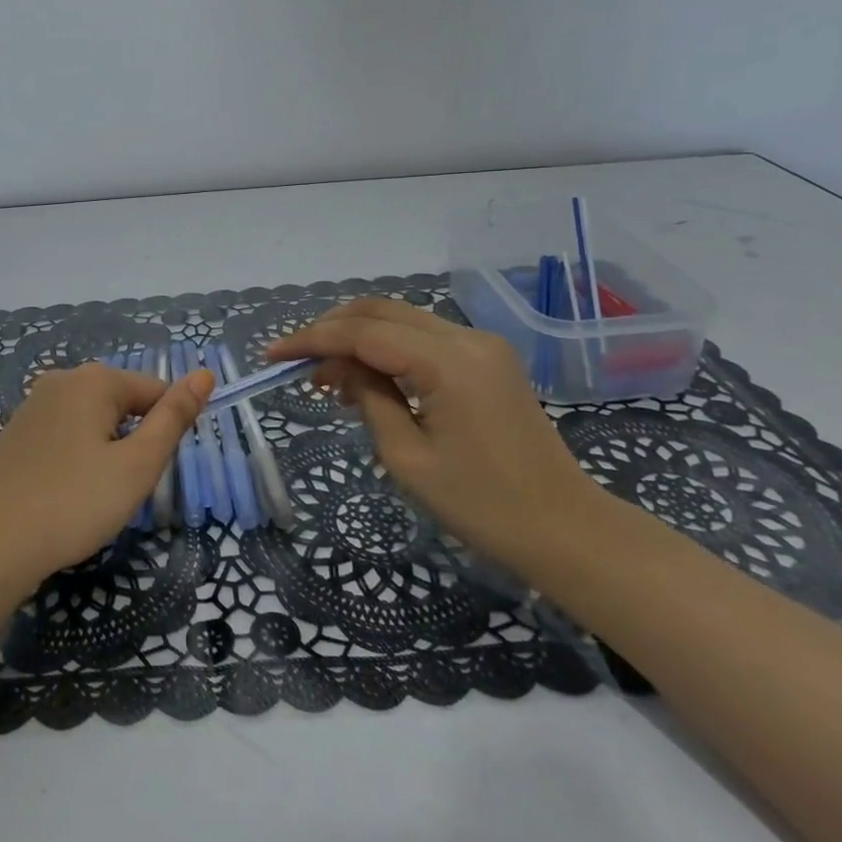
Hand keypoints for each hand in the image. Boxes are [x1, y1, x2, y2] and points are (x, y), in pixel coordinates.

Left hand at [0, 363, 212, 595]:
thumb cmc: (72, 503)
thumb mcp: (136, 465)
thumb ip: (173, 418)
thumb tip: (205, 374)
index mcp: (94, 379)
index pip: (154, 390)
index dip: (166, 430)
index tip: (154, 471)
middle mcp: (61, 380)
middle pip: (121, 403)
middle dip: (133, 441)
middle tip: (123, 489)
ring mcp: (32, 406)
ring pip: (91, 422)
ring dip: (104, 452)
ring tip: (93, 496)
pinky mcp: (13, 434)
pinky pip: (63, 436)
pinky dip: (74, 460)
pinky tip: (63, 496)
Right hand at [268, 297, 604, 575]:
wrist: (568, 530)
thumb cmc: (484, 507)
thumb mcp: (408, 458)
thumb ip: (368, 398)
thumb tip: (337, 368)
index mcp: (448, 362)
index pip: (363, 333)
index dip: (312, 339)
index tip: (273, 355)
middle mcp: (466, 337)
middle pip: (381, 311)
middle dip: (331, 329)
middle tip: (297, 362)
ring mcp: (481, 344)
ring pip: (401, 318)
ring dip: (357, 336)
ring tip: (327, 375)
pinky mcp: (487, 358)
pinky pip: (423, 336)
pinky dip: (386, 347)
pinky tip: (367, 376)